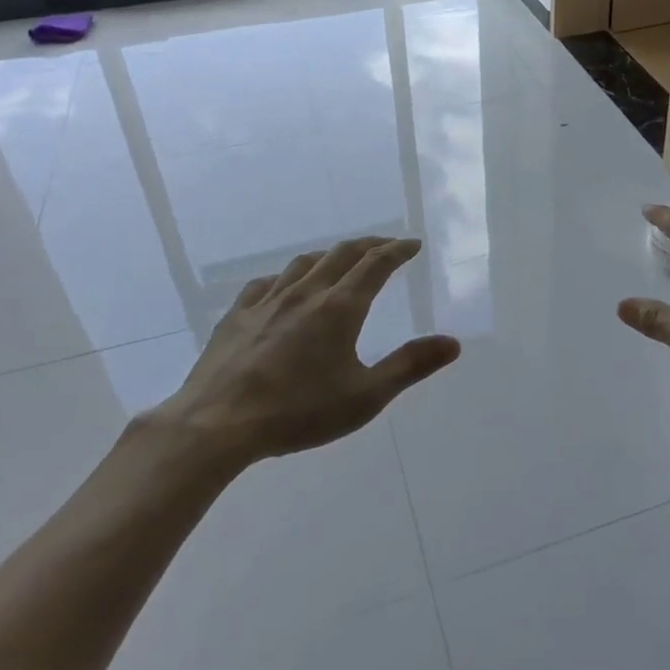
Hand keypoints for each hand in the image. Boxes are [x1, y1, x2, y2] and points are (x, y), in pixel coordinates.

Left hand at [148, 236, 460, 471]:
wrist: (216, 425)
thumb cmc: (298, 412)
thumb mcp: (365, 397)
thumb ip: (410, 366)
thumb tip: (453, 342)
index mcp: (340, 308)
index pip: (375, 264)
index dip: (397, 250)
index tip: (412, 245)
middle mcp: (306, 293)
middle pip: (342, 254)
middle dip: (369, 246)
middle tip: (386, 246)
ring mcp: (267, 301)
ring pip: (304, 263)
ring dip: (330, 256)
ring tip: (340, 261)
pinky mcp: (237, 316)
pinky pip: (267, 283)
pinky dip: (287, 277)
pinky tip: (284, 287)